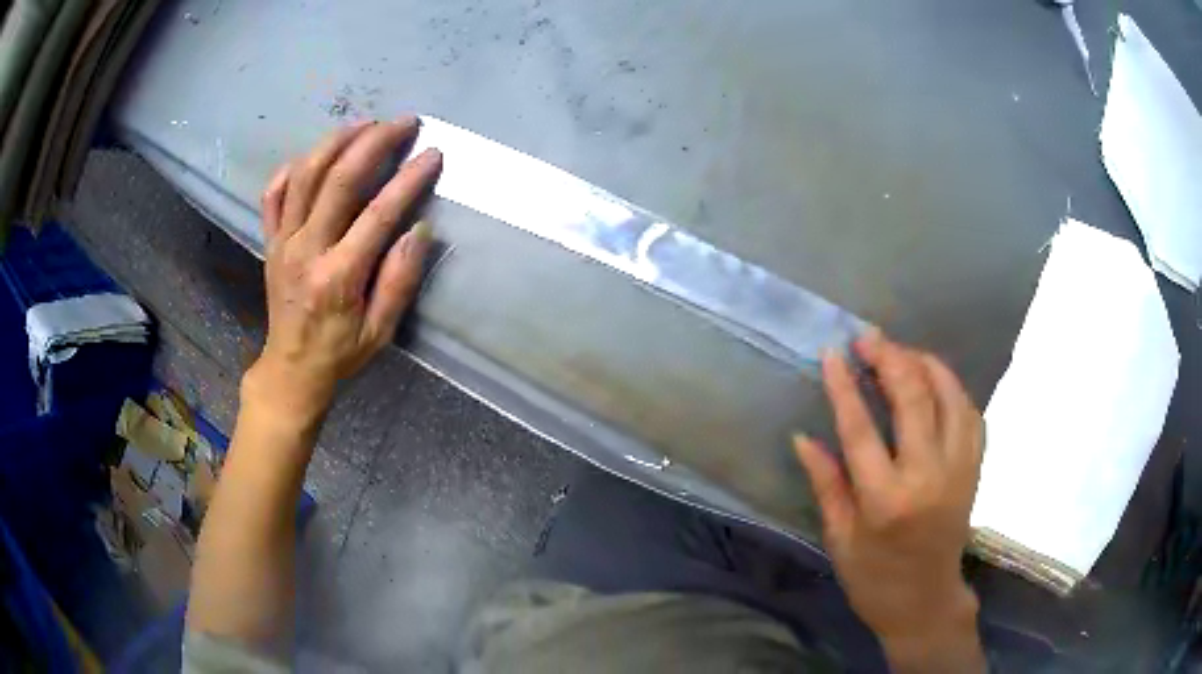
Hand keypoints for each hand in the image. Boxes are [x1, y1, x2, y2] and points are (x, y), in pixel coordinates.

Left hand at [245, 118, 441, 422]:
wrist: (291, 368)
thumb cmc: (340, 352)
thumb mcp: (381, 331)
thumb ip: (399, 281)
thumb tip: (418, 230)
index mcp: (338, 276)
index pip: (378, 213)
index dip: (409, 179)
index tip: (432, 154)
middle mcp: (306, 250)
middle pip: (339, 179)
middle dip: (375, 142)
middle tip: (403, 122)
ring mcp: (283, 242)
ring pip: (305, 175)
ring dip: (336, 141)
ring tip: (364, 124)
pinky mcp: (270, 241)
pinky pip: (273, 194)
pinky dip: (292, 168)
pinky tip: (313, 155)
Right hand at [794, 329, 985, 672]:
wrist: (926, 601)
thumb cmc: (874, 578)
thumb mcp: (840, 538)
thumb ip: (826, 484)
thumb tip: (803, 437)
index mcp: (885, 500)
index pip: (862, 428)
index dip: (845, 385)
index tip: (833, 352)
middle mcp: (928, 476)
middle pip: (914, 398)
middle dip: (890, 358)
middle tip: (868, 337)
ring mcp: (959, 469)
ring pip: (950, 395)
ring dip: (926, 364)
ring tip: (901, 352)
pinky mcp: (975, 468)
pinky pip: (970, 412)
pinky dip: (953, 387)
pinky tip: (935, 380)